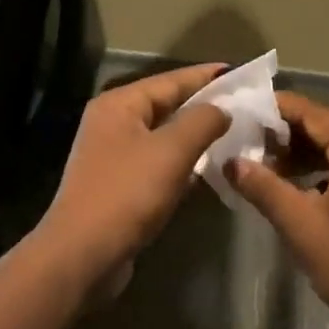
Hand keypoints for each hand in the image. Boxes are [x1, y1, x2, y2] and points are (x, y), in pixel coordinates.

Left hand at [39, 63, 230, 290]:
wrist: (83, 254)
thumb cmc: (127, 194)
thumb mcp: (171, 151)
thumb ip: (201, 122)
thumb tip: (222, 109)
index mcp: (119, 105)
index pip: (170, 80)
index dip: (206, 77)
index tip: (240, 73)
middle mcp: (113, 123)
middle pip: (166, 106)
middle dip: (204, 106)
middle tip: (245, 106)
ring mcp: (113, 156)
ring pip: (164, 137)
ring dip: (196, 137)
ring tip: (235, 134)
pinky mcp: (119, 185)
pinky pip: (158, 163)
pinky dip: (182, 163)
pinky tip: (209, 170)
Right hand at [227, 92, 328, 328]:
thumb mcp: (304, 230)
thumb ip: (265, 189)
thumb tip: (232, 162)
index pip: (315, 112)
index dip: (279, 109)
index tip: (246, 111)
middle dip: (296, 129)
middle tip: (258, 143)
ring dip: (317, 149)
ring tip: (280, 168)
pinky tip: (315, 190)